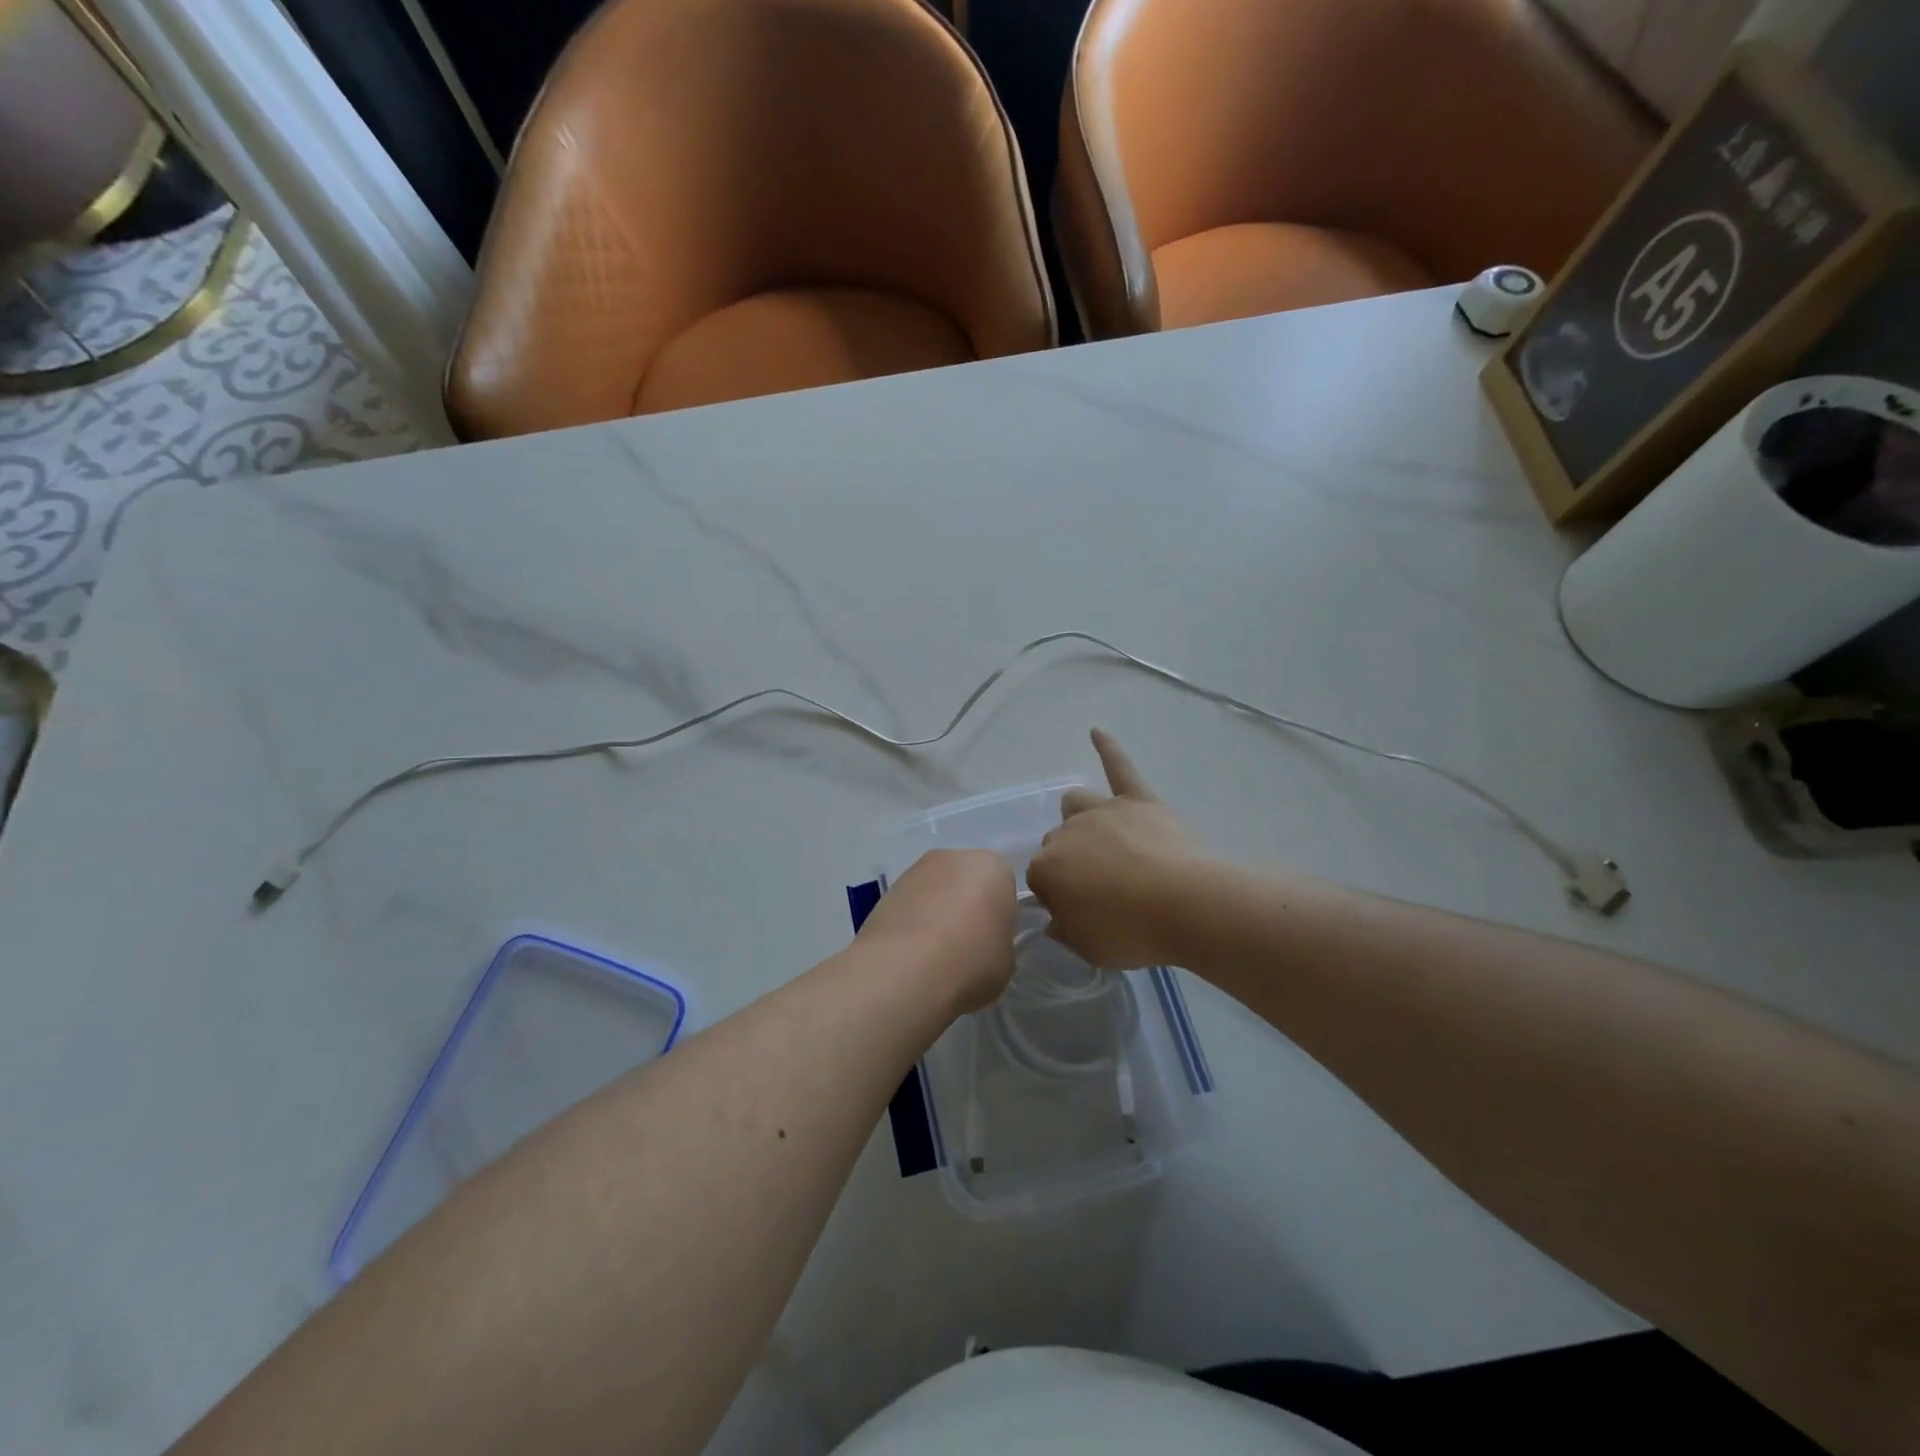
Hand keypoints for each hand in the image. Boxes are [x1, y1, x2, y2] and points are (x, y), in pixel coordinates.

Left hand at [855, 848, 1016, 1012]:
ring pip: (938, 889)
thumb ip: (998, 940)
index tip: (991, 942)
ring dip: (938, 911)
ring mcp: (918, 868)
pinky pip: (912, 902)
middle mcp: (956, 857)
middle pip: (968, 881)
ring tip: (933, 951)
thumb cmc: (970, 961)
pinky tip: (911, 950)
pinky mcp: (889, 886)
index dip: (999, 917)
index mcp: (994, 868)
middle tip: (964, 945)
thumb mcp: (1005, 960)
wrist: (905, 968)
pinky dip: (913, 919)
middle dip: (967, 905)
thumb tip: (983, 941)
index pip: (1004, 888)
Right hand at [1027, 730, 1212, 969]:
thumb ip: (1065, 930)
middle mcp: (1066, 831)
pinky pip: (1119, 766)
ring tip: (1098, 836)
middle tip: (1099, 887)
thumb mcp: (1088, 948)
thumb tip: (1056, 917)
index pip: (1039, 878)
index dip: (1057, 895)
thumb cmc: (1133, 933)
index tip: (1077, 911)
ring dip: (1079, 817)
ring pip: (1076, 803)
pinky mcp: (1137, 799)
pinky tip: (1096, 732)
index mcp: (1047, 868)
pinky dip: (1108, 748)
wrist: (1187, 906)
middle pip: (1056, 841)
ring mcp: (1103, 810)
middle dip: (1069, 860)